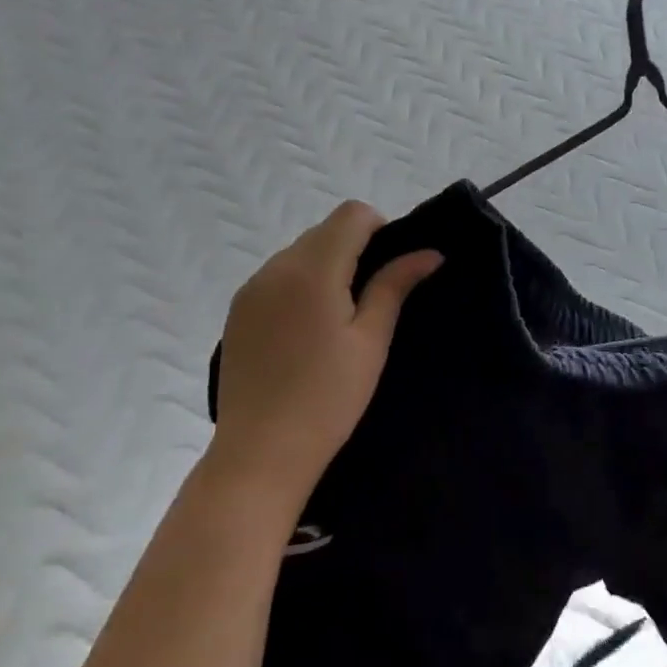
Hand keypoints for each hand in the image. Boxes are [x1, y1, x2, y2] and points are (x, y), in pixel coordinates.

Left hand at [210, 201, 441, 515]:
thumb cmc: (328, 398)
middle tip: (369, 300)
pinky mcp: (237, 311)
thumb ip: (394, 286)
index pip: (352, 214)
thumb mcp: (371, 340)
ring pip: (299, 252)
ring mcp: (251, 288)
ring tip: (337, 319)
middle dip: (353, 248)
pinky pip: (277, 276)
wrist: (260, 452)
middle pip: (324, 230)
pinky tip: (306, 331)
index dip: (379, 228)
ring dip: (325, 266)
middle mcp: (276, 266)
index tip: (388, 271)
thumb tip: (428, 253)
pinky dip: (299, 285)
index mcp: (313, 269)